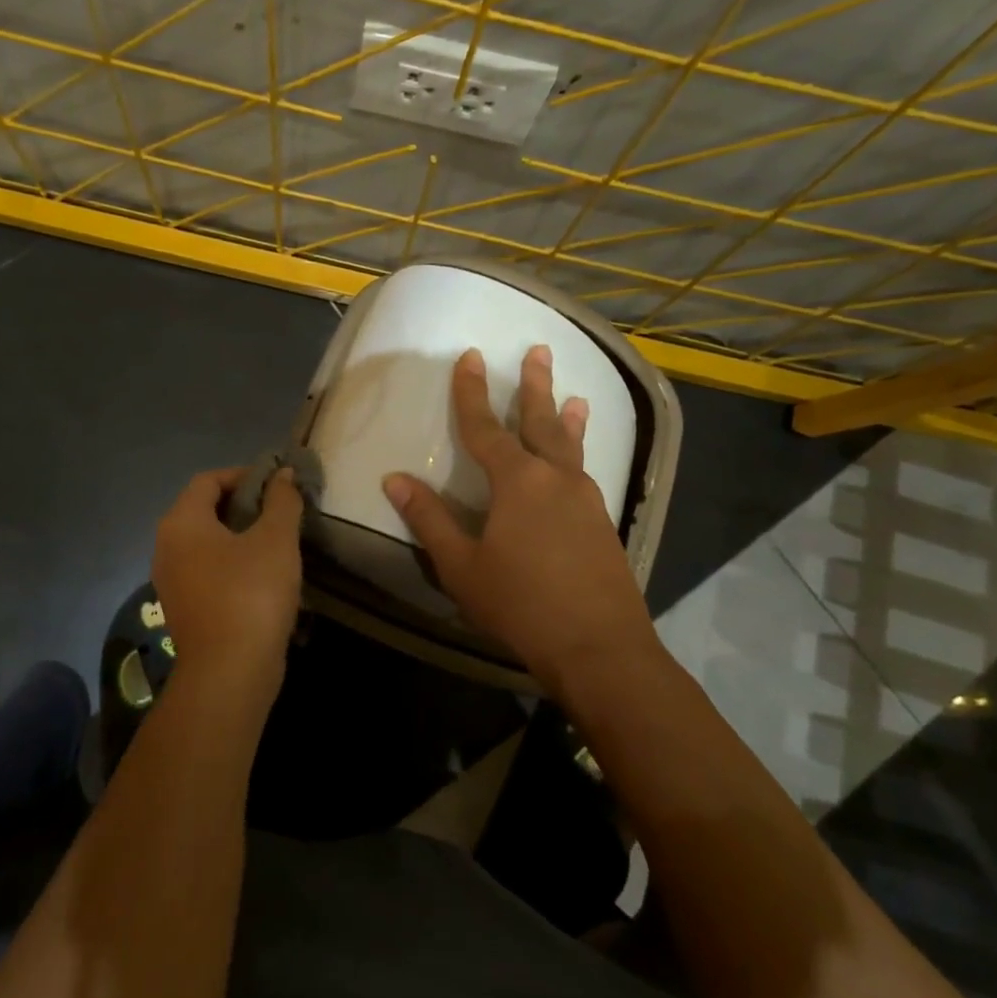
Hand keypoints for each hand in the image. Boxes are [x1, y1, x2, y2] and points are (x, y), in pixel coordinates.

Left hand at [152, 465, 304, 698]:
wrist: (229, 673)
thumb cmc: (252, 594)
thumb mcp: (276, 540)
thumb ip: (282, 501)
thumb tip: (283, 475)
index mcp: (181, 523)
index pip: (208, 480)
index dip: (243, 475)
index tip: (277, 484)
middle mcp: (166, 547)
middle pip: (204, 510)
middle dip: (243, 505)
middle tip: (281, 512)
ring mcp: (171, 581)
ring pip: (206, 543)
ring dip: (240, 536)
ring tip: (277, 542)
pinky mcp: (183, 608)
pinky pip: (207, 571)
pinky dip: (232, 564)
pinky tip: (264, 576)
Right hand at [383, 346, 656, 696]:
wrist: (599, 647)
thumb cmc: (520, 604)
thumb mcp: (462, 566)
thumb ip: (429, 520)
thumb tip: (394, 480)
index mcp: (517, 482)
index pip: (485, 427)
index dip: (471, 392)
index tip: (469, 356)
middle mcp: (555, 478)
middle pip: (540, 422)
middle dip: (534, 386)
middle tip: (539, 350)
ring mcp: (585, 499)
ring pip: (571, 446)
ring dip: (566, 417)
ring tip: (575, 395)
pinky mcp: (602, 522)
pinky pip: (585, 472)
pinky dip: (580, 453)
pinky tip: (577, 463)